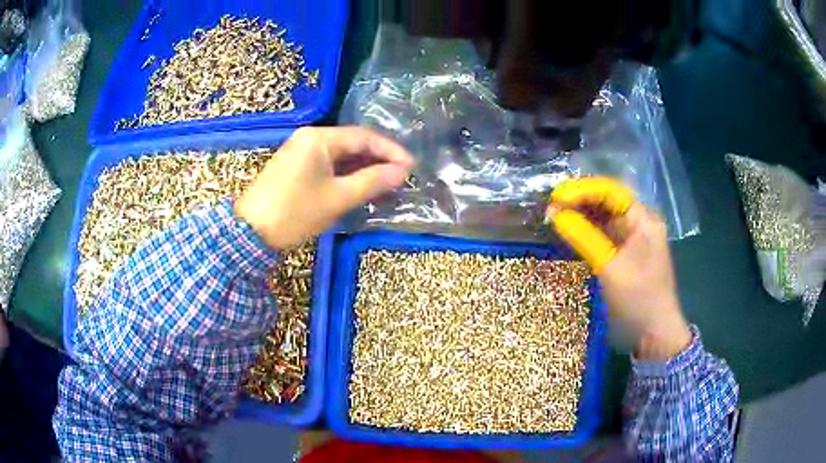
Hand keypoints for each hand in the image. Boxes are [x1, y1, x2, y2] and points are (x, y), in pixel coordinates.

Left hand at [235, 127, 413, 249]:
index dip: (390, 151)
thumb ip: (372, 182)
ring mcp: (300, 152)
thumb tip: (402, 172)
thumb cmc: (294, 212)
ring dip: (363, 168)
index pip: (363, 137)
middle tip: (401, 177)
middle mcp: (309, 138)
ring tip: (386, 184)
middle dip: (378, 160)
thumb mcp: (337, 198)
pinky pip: (328, 165)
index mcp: (318, 138)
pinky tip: (361, 187)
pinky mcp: (295, 168)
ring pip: (340, 156)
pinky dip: (346, 175)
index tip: (411, 167)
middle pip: (352, 144)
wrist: (249, 233)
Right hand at [547, 178, 691, 359]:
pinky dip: (587, 232)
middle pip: (607, 202)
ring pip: (604, 218)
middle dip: (579, 201)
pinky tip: (569, 231)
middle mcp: (639, 222)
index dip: (582, 190)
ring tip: (555, 216)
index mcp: (643, 219)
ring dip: (581, 216)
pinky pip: (604, 235)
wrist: (655, 333)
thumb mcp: (610, 267)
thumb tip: (555, 214)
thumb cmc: (638, 298)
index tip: (556, 196)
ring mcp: (633, 239)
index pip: (611, 192)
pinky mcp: (626, 254)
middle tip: (551, 206)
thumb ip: (584, 237)